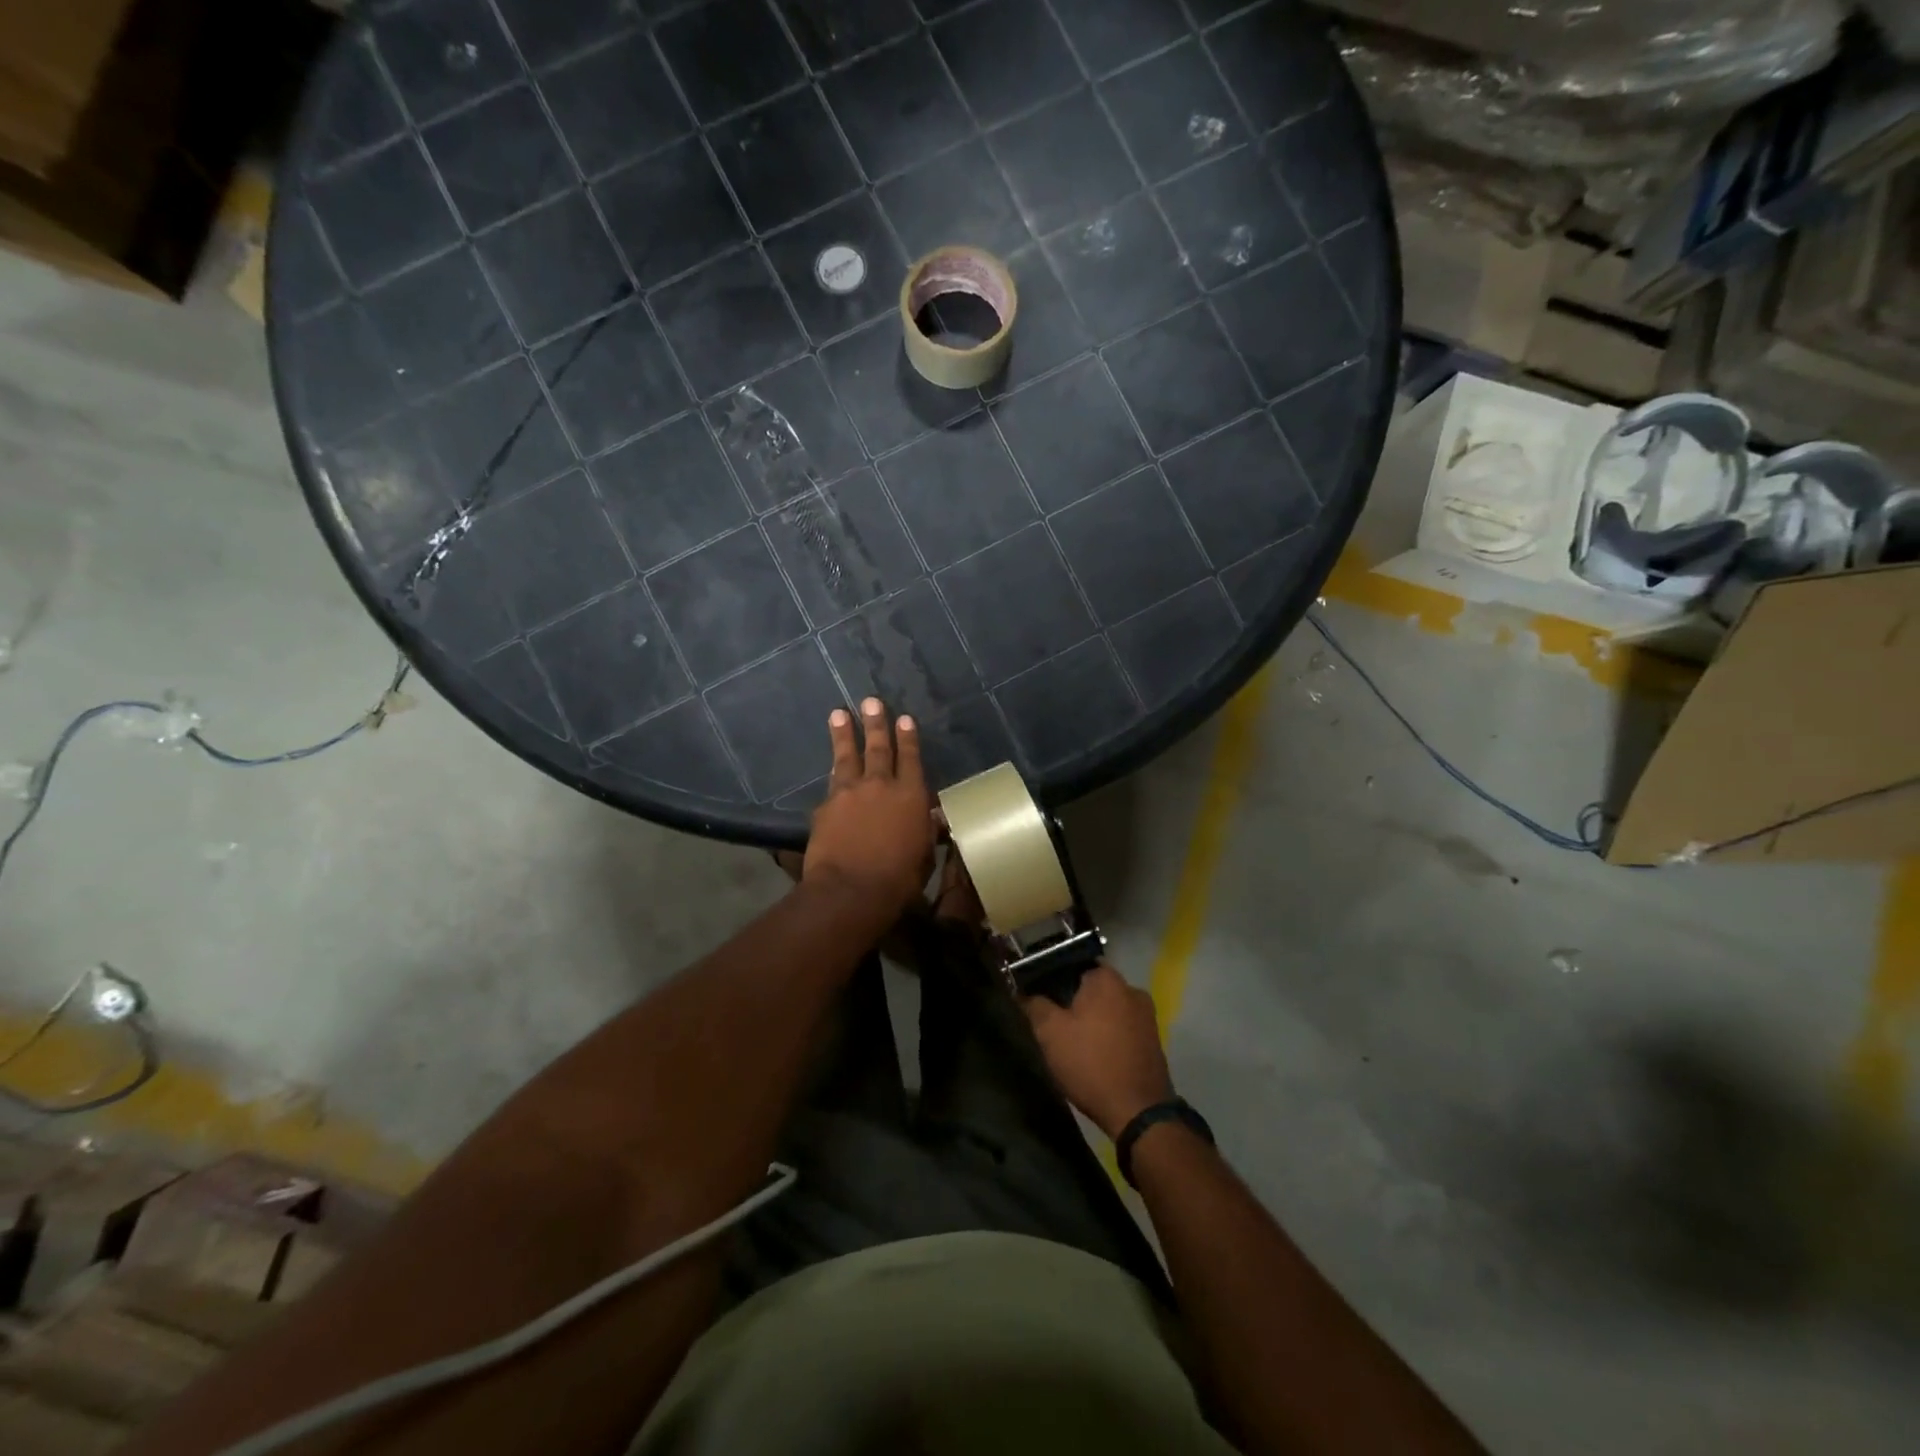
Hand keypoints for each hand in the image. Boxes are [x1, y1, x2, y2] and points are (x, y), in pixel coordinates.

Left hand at [803, 698, 935, 916]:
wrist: (851, 890)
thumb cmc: (898, 879)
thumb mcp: (923, 855)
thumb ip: (925, 832)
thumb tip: (932, 819)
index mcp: (911, 796)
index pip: (911, 759)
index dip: (908, 738)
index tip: (904, 718)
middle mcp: (881, 786)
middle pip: (878, 748)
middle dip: (875, 723)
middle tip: (871, 701)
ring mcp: (850, 793)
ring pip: (847, 756)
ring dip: (844, 734)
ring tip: (839, 713)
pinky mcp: (826, 806)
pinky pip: (831, 783)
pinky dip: (833, 772)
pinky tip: (830, 767)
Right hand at [1021, 965, 1173, 1140]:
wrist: (1138, 1112)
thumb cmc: (1090, 1063)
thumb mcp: (1050, 1033)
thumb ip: (1034, 1005)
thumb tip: (1024, 991)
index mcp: (1107, 978)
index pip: (1073, 963)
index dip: (1052, 978)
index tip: (1038, 996)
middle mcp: (1131, 988)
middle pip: (1092, 987)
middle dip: (1072, 1000)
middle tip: (1052, 1021)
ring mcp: (1146, 1016)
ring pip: (1108, 1008)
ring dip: (1092, 1020)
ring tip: (1072, 1041)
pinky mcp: (1153, 1040)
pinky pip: (1122, 1027)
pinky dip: (1108, 1035)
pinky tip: (1094, 1054)